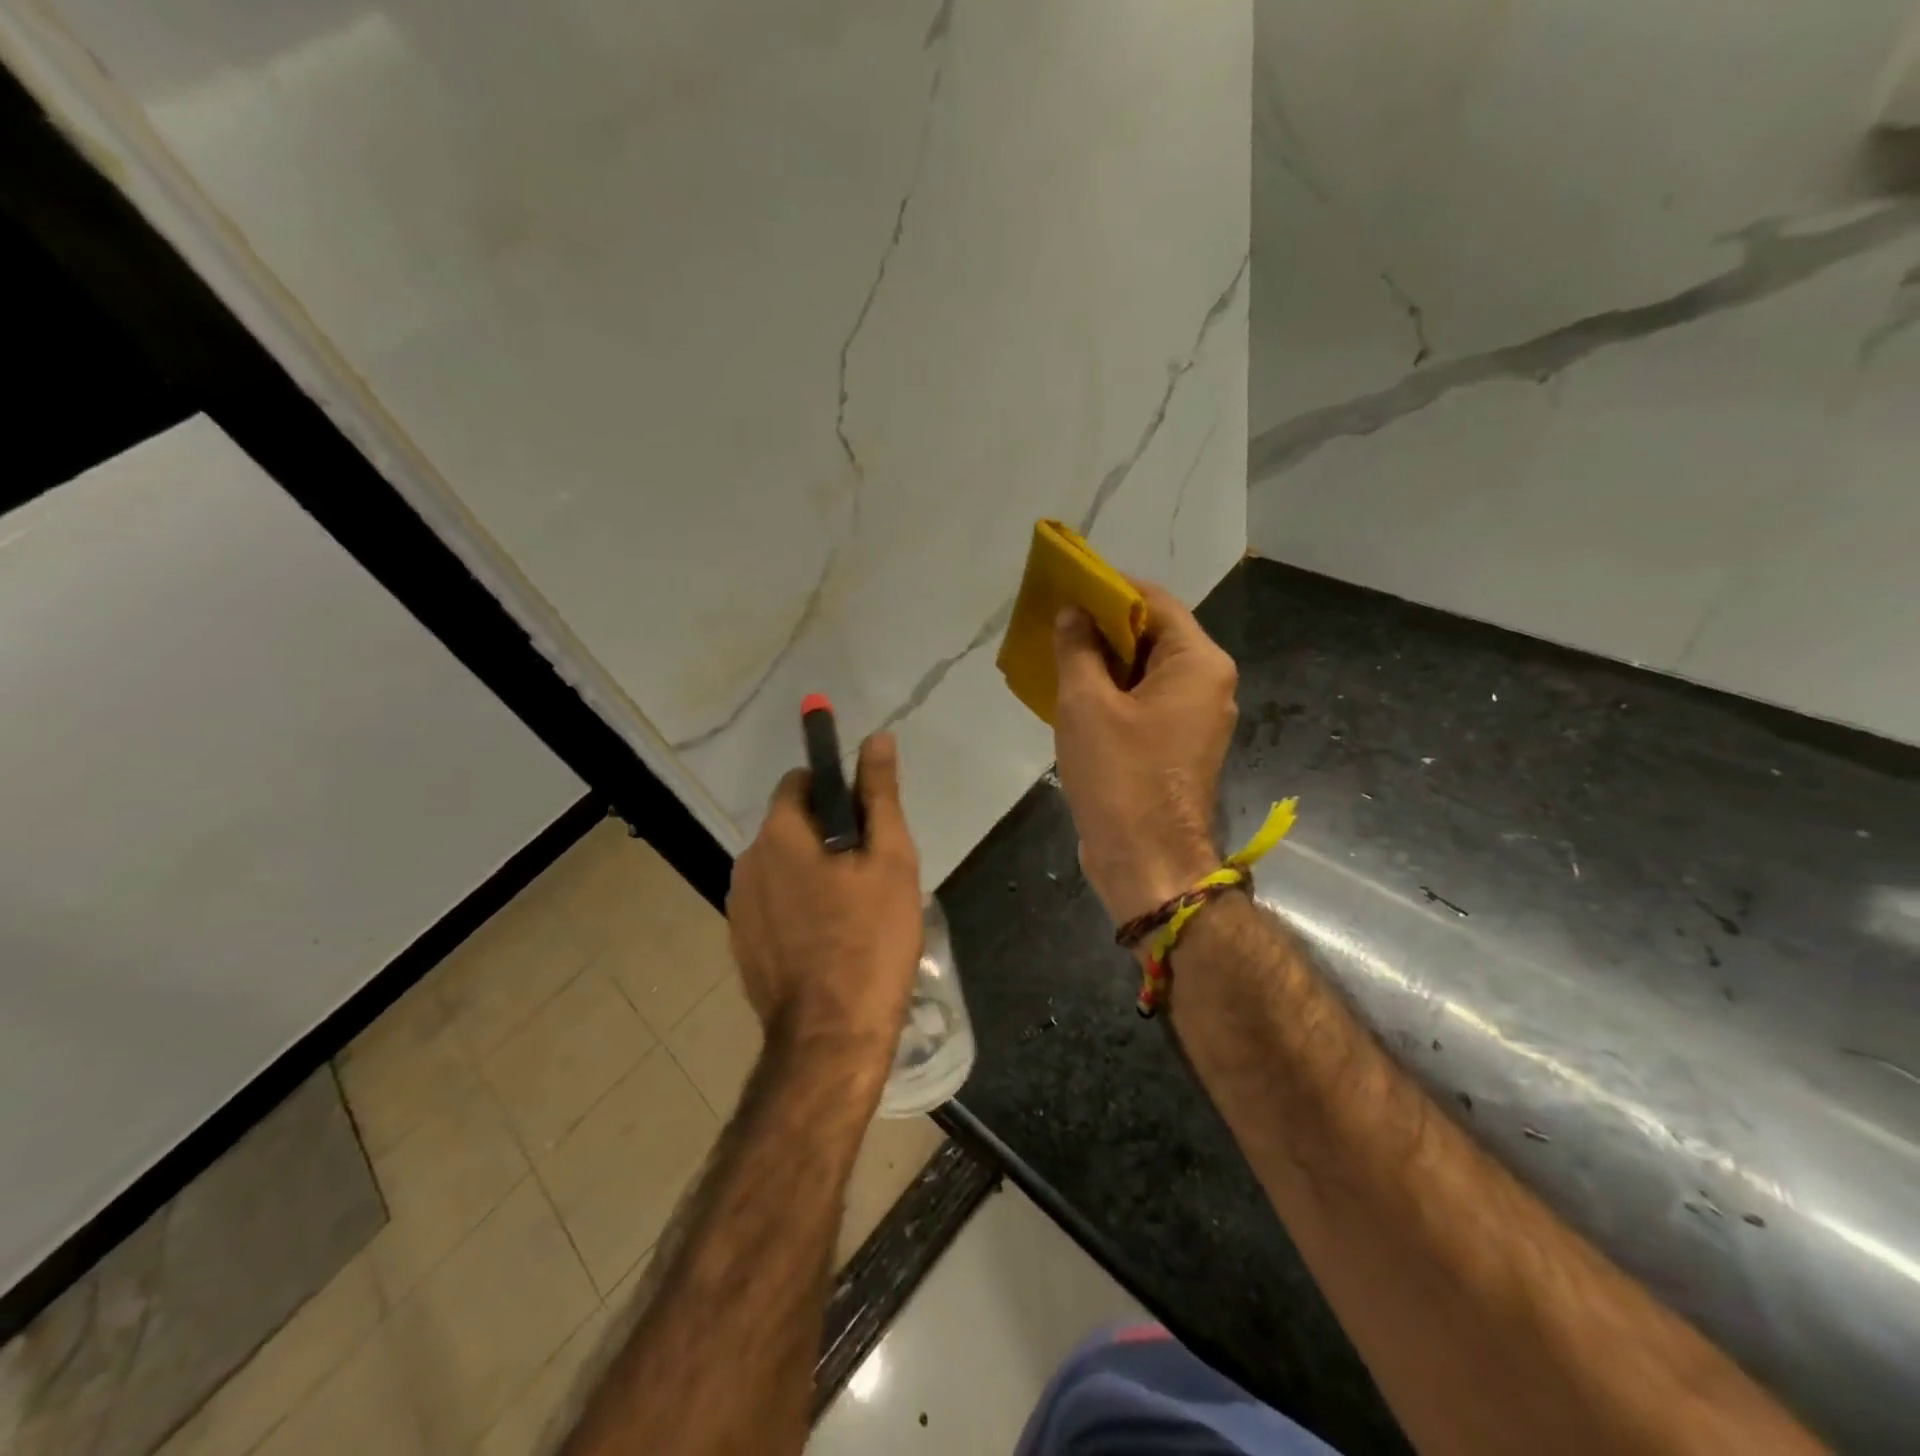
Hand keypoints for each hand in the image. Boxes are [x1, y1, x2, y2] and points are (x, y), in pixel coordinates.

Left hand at [727, 733, 922, 1072]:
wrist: (831, 1037)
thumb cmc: (870, 940)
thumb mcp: (889, 859)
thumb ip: (879, 794)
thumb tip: (877, 738)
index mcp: (779, 833)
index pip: (801, 781)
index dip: (837, 790)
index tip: (868, 821)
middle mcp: (747, 861)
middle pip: (793, 824)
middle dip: (830, 835)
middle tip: (872, 873)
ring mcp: (739, 906)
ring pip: (784, 866)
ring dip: (815, 872)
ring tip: (855, 911)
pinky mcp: (741, 942)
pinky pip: (774, 903)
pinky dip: (799, 907)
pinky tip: (830, 940)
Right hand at [1053, 580, 1238, 925]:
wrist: (1147, 861)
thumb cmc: (1119, 776)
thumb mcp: (1086, 704)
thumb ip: (1078, 649)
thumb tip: (1072, 613)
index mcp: (1198, 663)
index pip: (1154, 601)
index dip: (1109, 588)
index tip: (1067, 586)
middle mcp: (1208, 683)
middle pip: (1154, 635)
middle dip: (1103, 626)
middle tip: (1055, 621)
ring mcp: (1197, 717)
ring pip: (1147, 671)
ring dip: (1105, 661)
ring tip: (1058, 653)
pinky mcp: (1179, 745)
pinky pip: (1146, 701)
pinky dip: (1115, 692)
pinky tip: (1075, 693)